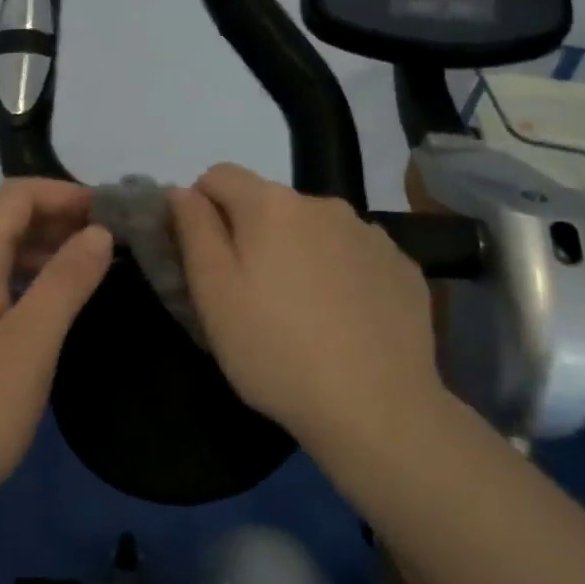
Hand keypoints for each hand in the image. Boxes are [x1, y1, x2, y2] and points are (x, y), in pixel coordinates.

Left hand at [0, 178, 112, 511]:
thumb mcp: (30, 344)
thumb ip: (65, 282)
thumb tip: (97, 231)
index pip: (14, 197)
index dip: (64, 192)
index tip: (112, 212)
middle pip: (3, 223)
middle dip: (58, 220)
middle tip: (114, 243)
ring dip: (44, 253)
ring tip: (93, 273)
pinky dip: (26, 285)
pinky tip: (51, 314)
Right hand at [171, 163, 445, 452]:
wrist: (376, 408)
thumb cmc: (275, 351)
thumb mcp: (213, 294)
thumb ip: (194, 231)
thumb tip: (182, 191)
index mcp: (271, 205)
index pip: (219, 176)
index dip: (201, 209)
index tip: (206, 259)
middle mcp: (324, 204)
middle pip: (269, 204)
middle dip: (251, 235)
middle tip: (250, 296)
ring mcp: (370, 234)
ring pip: (313, 230)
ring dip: (297, 253)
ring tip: (300, 312)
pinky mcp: (402, 266)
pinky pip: (354, 255)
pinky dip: (339, 274)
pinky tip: (343, 321)